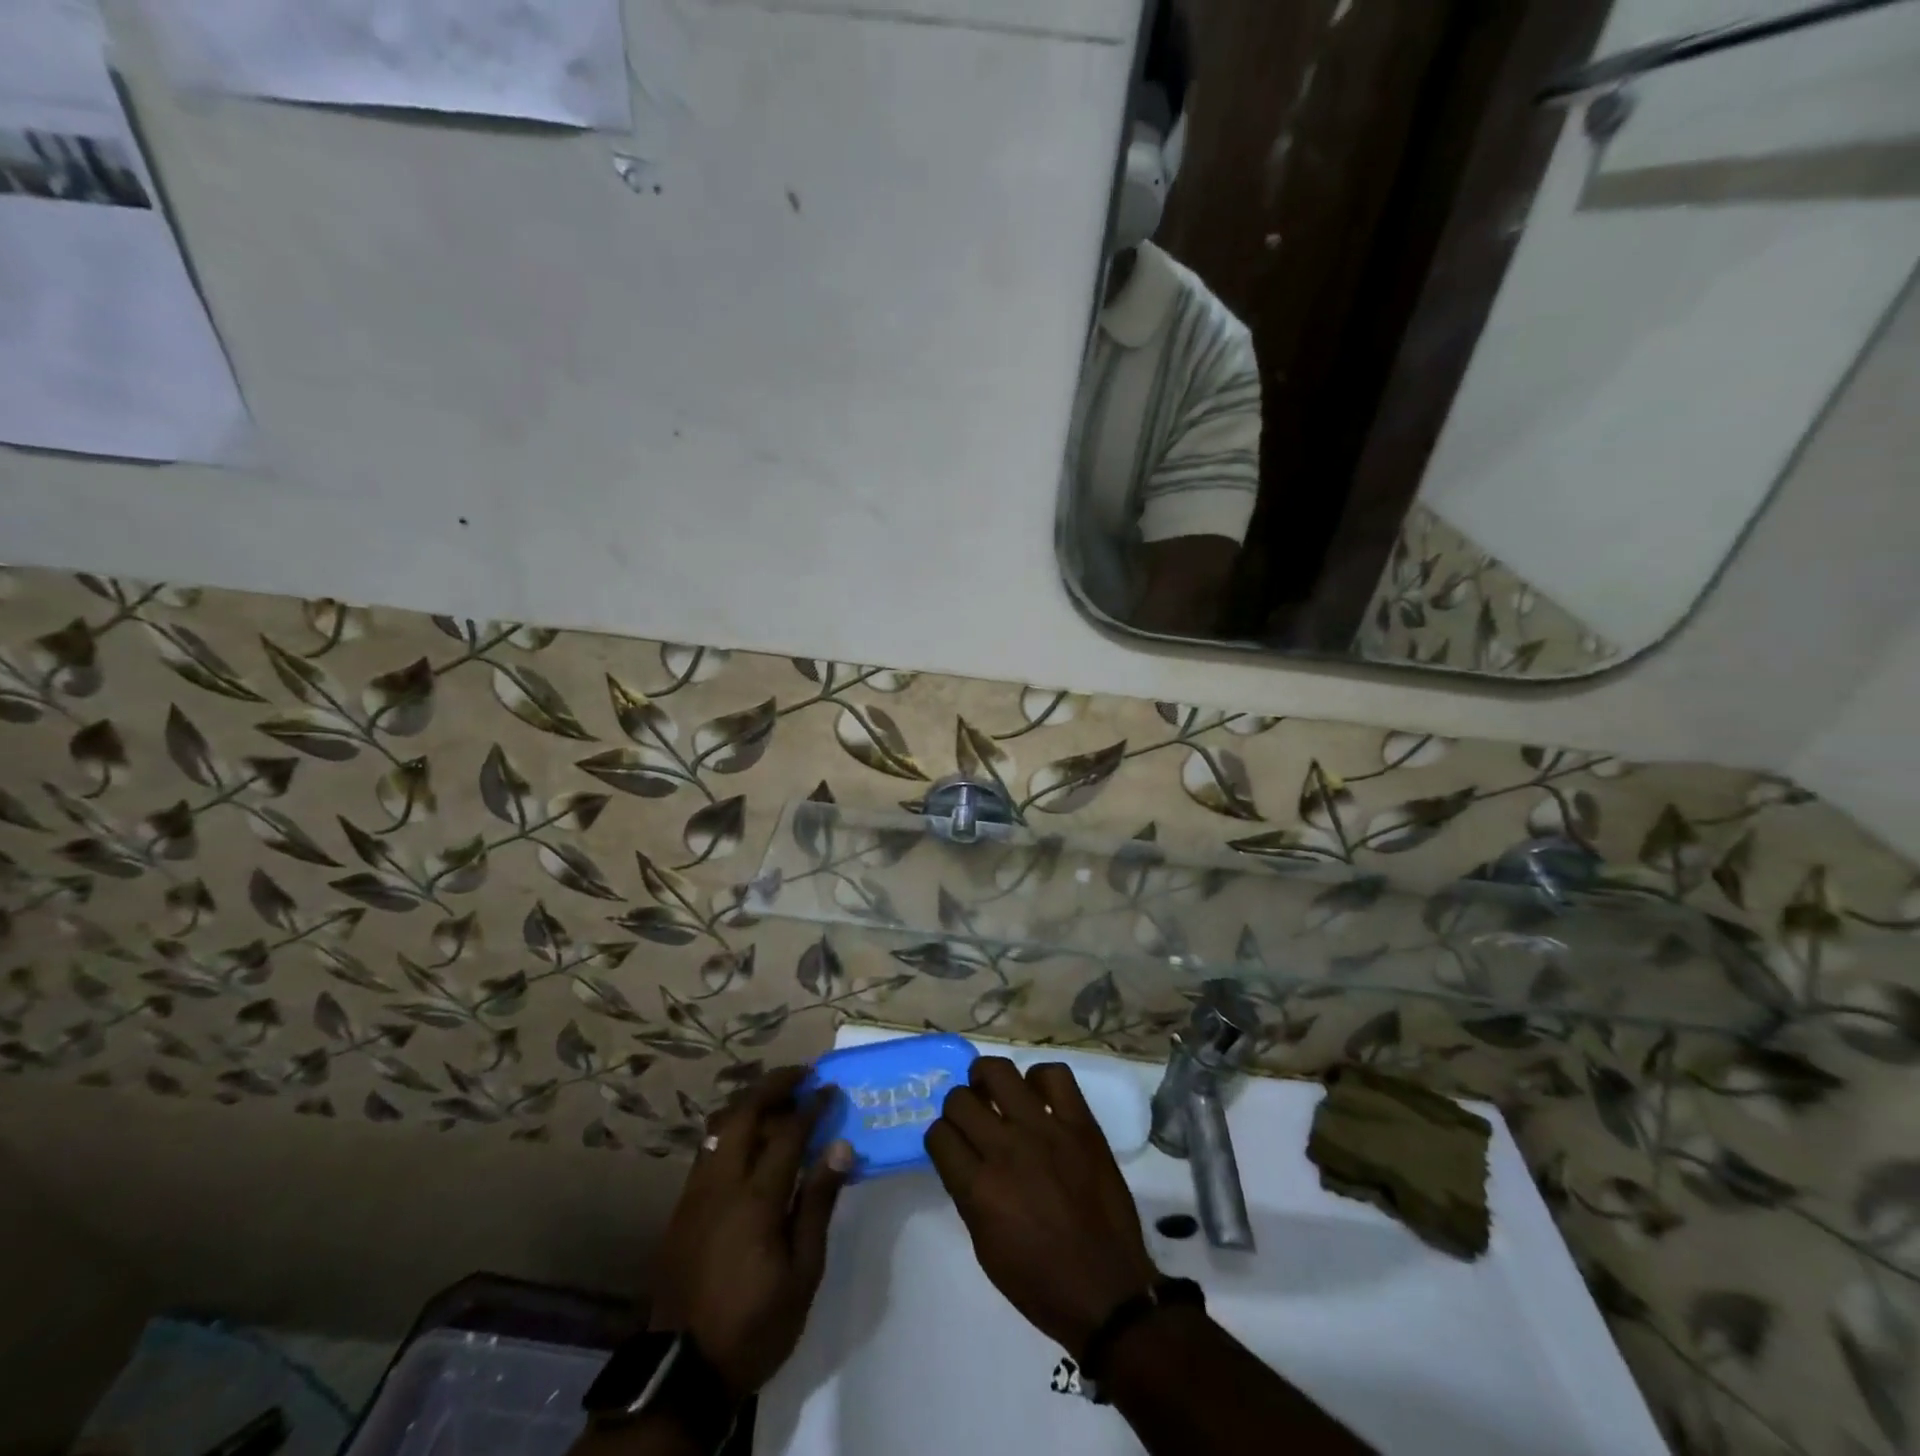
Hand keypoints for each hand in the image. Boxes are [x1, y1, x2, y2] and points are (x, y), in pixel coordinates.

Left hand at [649, 1066, 852, 1397]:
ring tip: (779, 1100)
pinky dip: (732, 1129)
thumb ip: (819, 1203)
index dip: (812, 1105)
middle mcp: (721, 1183)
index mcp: (755, 1199)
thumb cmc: (755, 1324)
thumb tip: (840, 1147)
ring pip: (719, 1125)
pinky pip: (708, 1148)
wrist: (683, 1375)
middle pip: (744, 1112)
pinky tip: (751, 1142)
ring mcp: (695, 1192)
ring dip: (751, 1102)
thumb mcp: (803, 1273)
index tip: (831, 1089)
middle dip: (775, 1084)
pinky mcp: (682, 1207)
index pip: (787, 1132)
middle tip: (803, 1075)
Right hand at [927, 1057, 1158, 1355]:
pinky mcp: (1080, 1124)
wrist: (1107, 1291)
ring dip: (988, 1079)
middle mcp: (1006, 1149)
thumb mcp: (985, 1246)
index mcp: (979, 1189)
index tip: (951, 1144)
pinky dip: (1040, 1079)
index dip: (941, 1138)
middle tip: (973, 1118)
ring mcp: (1045, 1130)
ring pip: (999, 1071)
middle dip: (959, 1107)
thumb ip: (968, 1193)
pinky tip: (1038, 1097)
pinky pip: (1054, 1075)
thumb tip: (964, 1156)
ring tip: (995, 1091)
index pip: (938, 1135)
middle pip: (960, 1099)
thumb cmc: (1039, 1281)